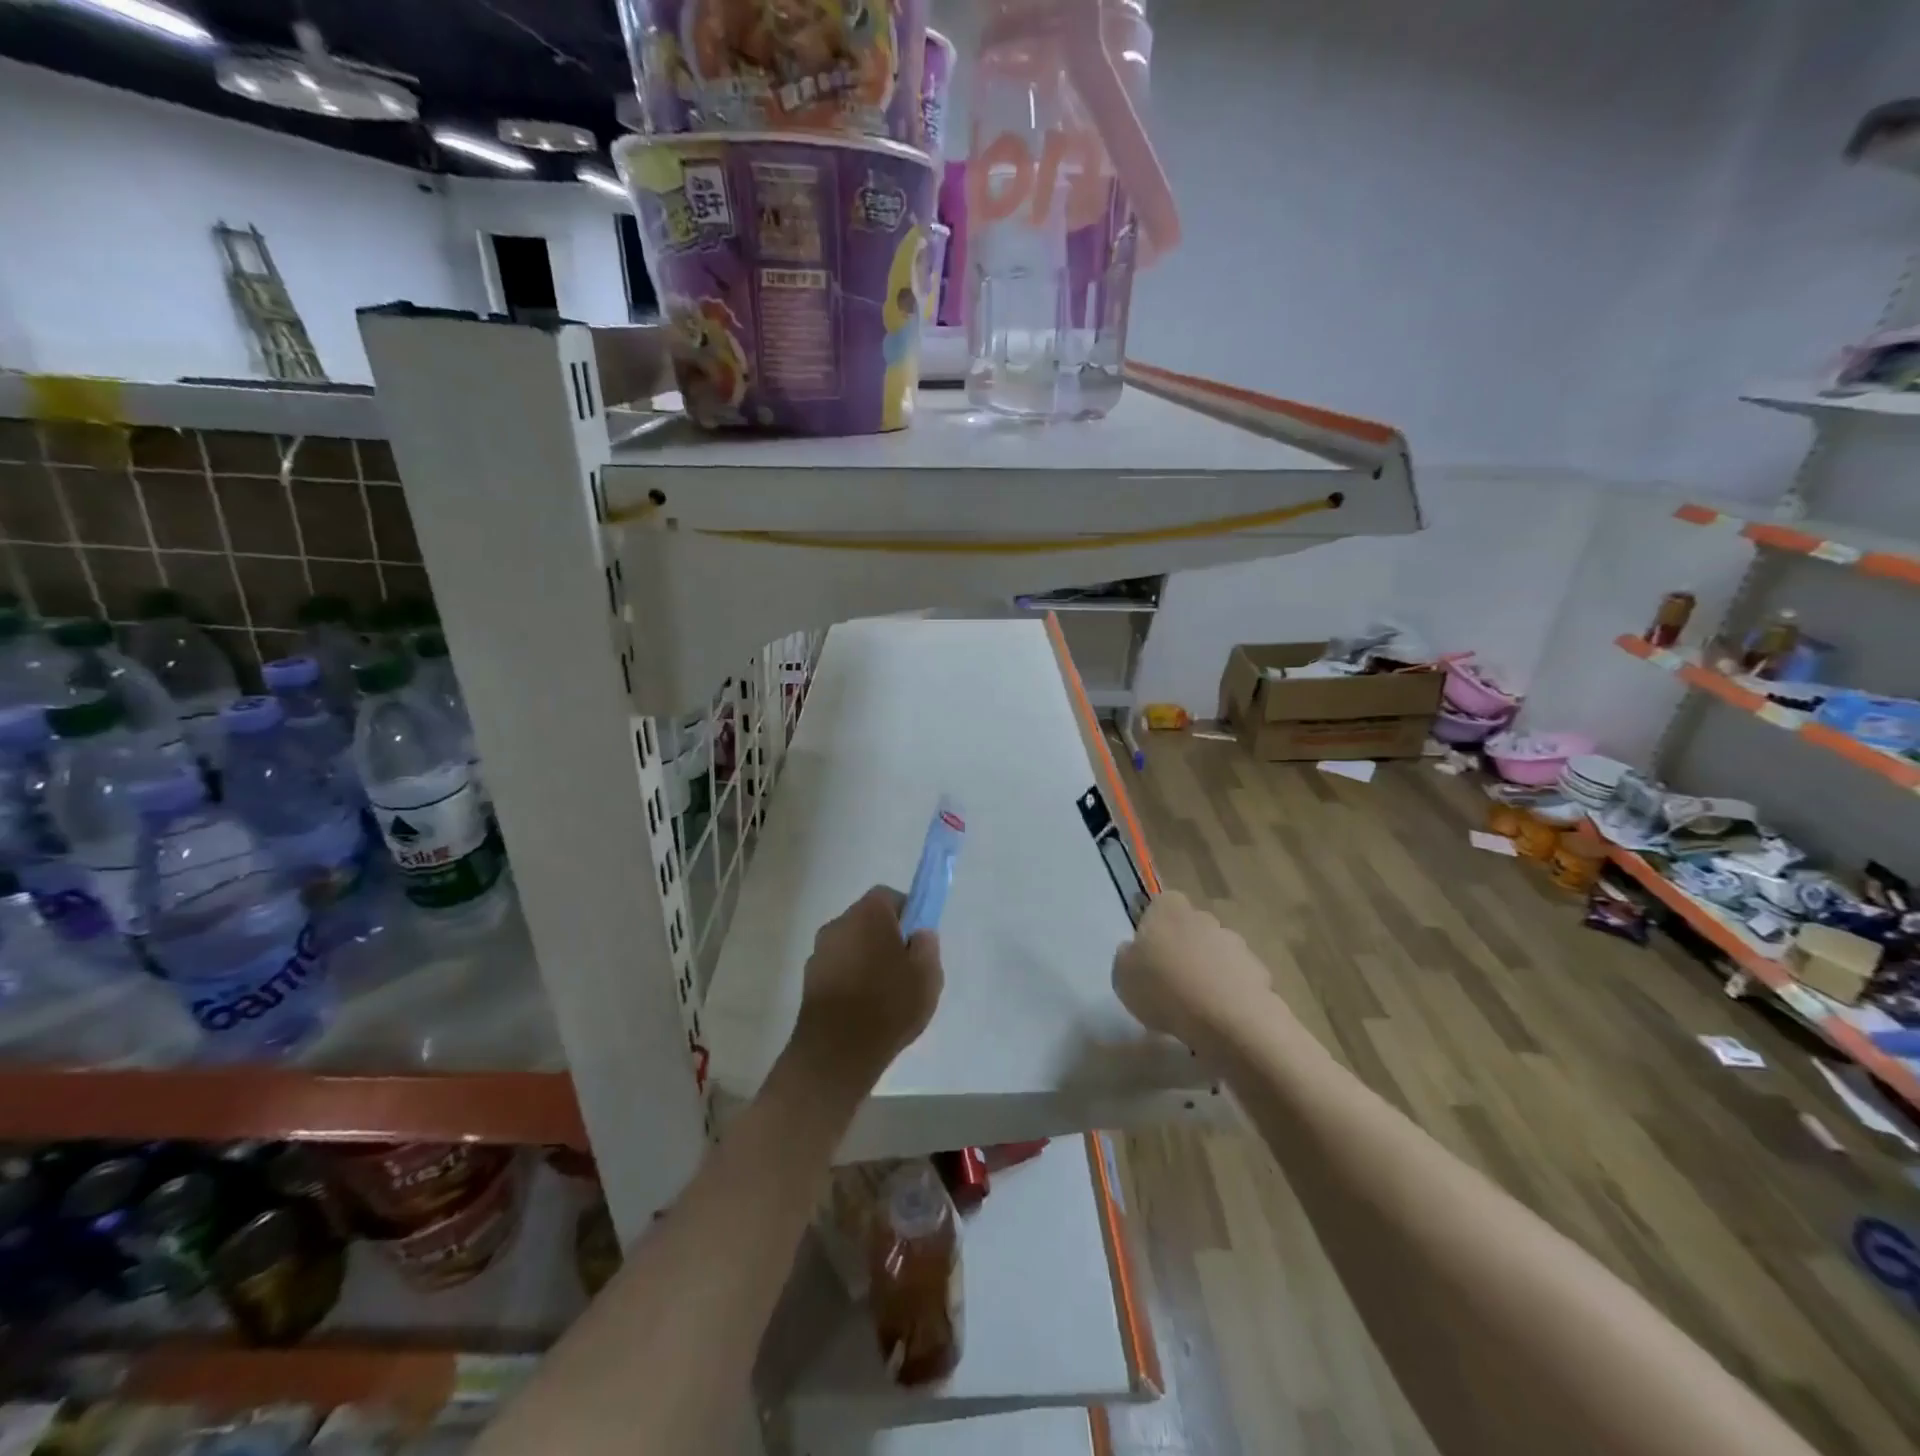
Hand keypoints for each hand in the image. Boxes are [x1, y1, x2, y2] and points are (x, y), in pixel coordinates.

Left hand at [794, 886, 943, 1079]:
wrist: (836, 1052)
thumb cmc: (888, 1005)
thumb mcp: (927, 974)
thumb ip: (927, 945)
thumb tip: (918, 933)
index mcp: (868, 913)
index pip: (889, 897)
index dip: (907, 914)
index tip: (917, 940)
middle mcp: (838, 923)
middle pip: (868, 920)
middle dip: (885, 937)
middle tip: (905, 968)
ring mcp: (819, 952)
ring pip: (851, 945)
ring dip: (866, 959)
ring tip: (884, 994)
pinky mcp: (808, 980)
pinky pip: (838, 968)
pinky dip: (850, 979)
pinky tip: (863, 1008)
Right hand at [1113, 890, 1274, 1048]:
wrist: (1227, 1019)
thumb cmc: (1164, 988)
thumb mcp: (1122, 975)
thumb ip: (1127, 957)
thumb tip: (1135, 952)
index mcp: (1169, 908)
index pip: (1159, 906)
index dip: (1153, 930)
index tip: (1148, 957)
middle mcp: (1204, 917)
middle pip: (1189, 930)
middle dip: (1182, 951)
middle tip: (1169, 985)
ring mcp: (1236, 943)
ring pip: (1214, 955)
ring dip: (1206, 973)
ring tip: (1195, 1009)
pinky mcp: (1259, 972)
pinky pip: (1236, 980)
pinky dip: (1228, 994)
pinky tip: (1219, 1020)